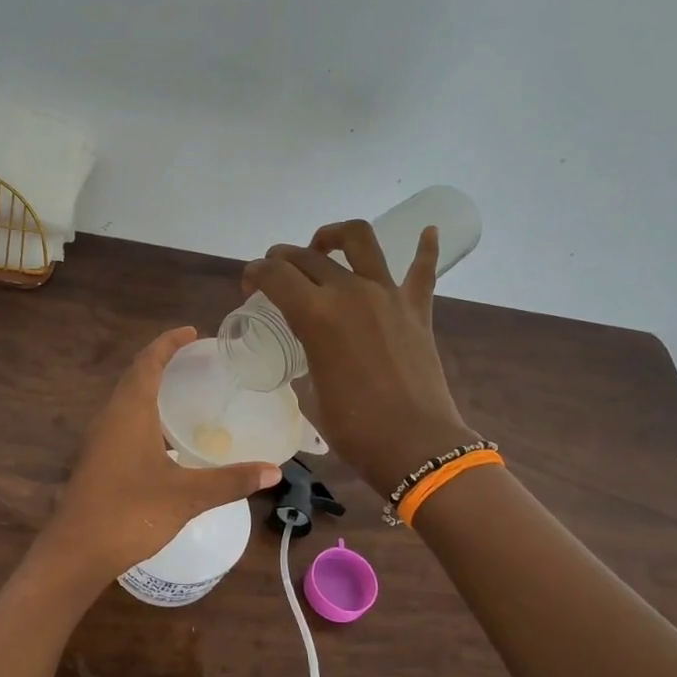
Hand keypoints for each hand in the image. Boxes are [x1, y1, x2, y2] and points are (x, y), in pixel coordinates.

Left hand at [41, 327, 281, 584]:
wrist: (77, 552)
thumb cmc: (130, 513)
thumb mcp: (187, 495)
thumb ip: (230, 481)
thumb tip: (273, 471)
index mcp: (129, 411)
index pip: (148, 361)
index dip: (169, 342)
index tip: (193, 332)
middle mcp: (110, 417)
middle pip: (135, 376)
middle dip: (163, 362)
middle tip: (198, 360)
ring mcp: (99, 439)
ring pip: (127, 400)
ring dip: (152, 388)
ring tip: (186, 393)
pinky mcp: (97, 460)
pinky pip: (123, 422)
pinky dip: (146, 414)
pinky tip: (167, 438)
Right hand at [242, 221, 475, 496]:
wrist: (415, 444)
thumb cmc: (354, 427)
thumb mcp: (311, 391)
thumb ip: (307, 358)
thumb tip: (309, 349)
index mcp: (316, 315)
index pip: (274, 275)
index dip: (254, 273)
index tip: (249, 285)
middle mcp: (350, 292)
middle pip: (307, 257)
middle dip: (282, 258)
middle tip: (275, 274)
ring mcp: (388, 295)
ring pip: (360, 241)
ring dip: (335, 236)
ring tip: (324, 246)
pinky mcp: (418, 308)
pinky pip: (423, 268)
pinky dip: (424, 248)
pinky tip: (427, 231)